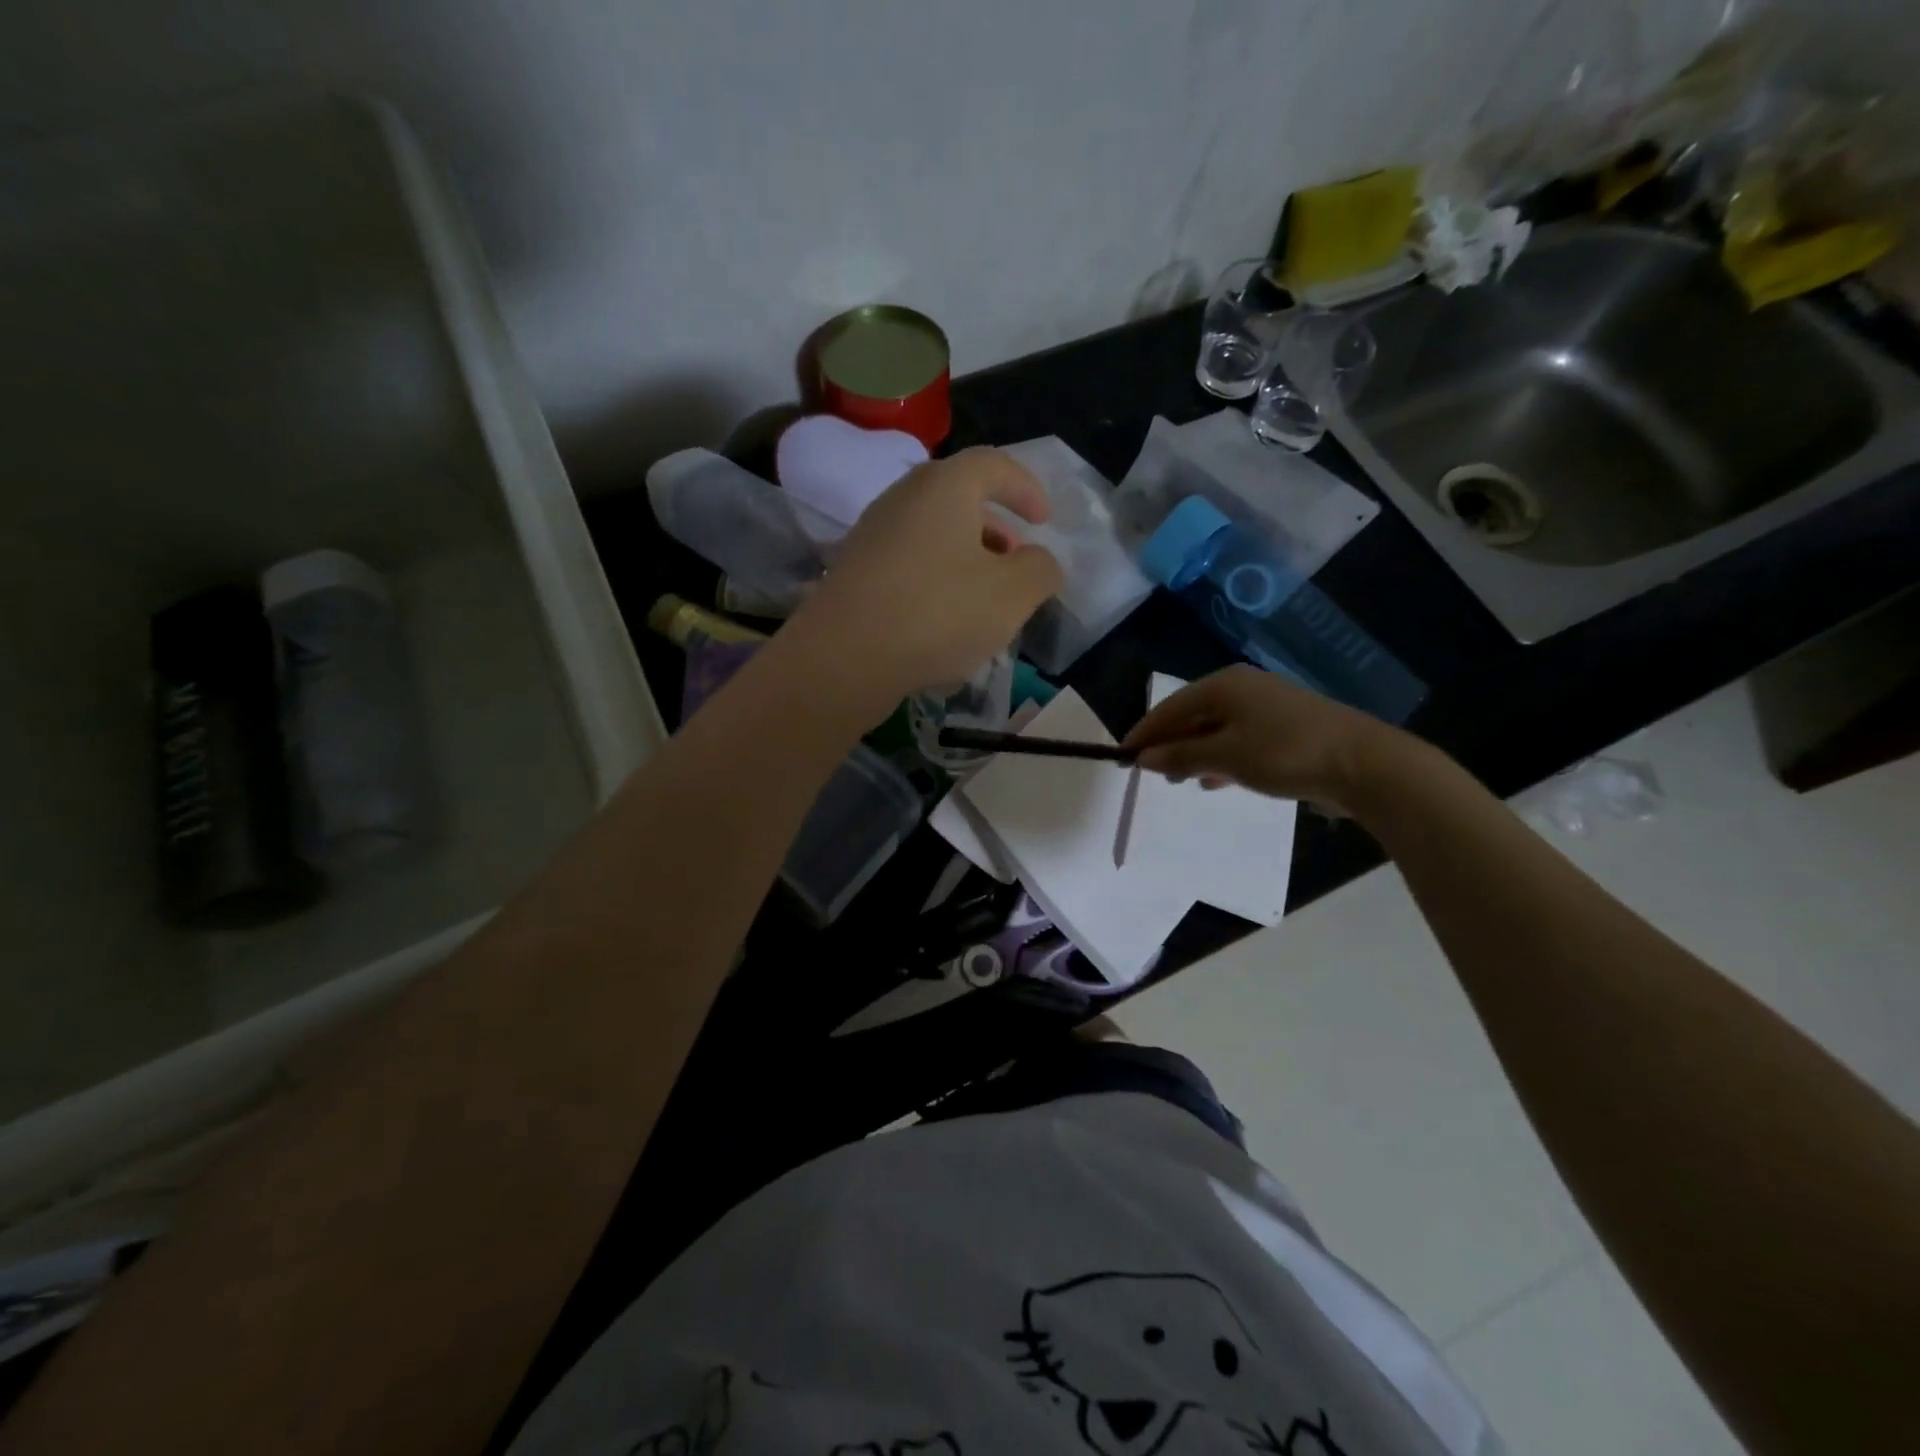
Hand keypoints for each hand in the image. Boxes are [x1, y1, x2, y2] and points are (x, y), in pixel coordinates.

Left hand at [788, 448, 1063, 701]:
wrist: (843, 657)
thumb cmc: (938, 613)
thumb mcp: (1012, 594)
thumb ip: (1040, 570)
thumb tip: (1038, 562)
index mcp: (944, 487)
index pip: (993, 465)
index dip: (1025, 488)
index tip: (1044, 521)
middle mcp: (902, 498)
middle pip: (958, 498)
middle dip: (995, 527)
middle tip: (1016, 561)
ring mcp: (872, 535)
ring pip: (933, 534)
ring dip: (966, 557)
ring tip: (985, 598)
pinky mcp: (855, 572)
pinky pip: (909, 563)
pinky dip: (936, 579)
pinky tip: (945, 622)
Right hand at [1121, 665, 1415, 810]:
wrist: (1363, 764)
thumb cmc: (1284, 753)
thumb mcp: (1225, 757)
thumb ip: (1181, 756)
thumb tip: (1142, 757)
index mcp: (1223, 685)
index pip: (1170, 708)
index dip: (1145, 733)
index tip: (1122, 757)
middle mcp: (1241, 688)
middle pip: (1191, 716)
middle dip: (1169, 744)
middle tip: (1151, 773)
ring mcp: (1266, 707)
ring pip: (1215, 729)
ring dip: (1194, 754)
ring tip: (1180, 781)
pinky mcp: (1284, 728)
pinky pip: (1238, 739)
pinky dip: (1221, 757)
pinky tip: (1216, 780)